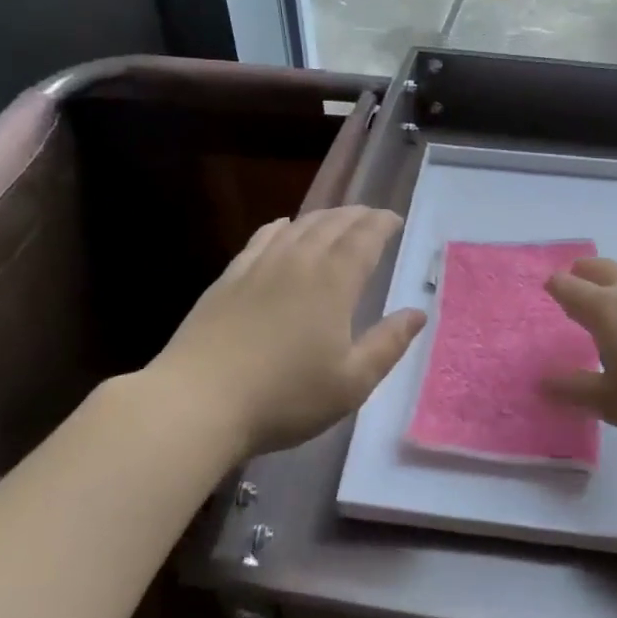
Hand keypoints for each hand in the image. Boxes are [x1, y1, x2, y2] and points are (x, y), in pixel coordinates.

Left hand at [149, 207, 425, 457]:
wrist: (199, 401)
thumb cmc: (285, 397)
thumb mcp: (352, 382)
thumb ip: (388, 344)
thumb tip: (417, 313)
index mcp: (333, 283)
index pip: (364, 238)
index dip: (382, 224)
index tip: (395, 220)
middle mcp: (298, 262)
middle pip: (332, 224)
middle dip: (357, 215)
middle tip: (372, 217)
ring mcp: (258, 266)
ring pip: (297, 226)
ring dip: (323, 217)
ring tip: (337, 220)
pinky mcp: (229, 278)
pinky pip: (262, 238)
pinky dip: (281, 226)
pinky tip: (283, 227)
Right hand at [541, 257, 616, 438]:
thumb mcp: (614, 402)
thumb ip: (575, 390)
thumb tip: (542, 382)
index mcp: (605, 310)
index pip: (569, 287)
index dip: (555, 287)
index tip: (549, 289)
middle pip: (599, 268)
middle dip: (582, 272)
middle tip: (575, 280)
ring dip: (615, 279)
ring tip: (614, 296)